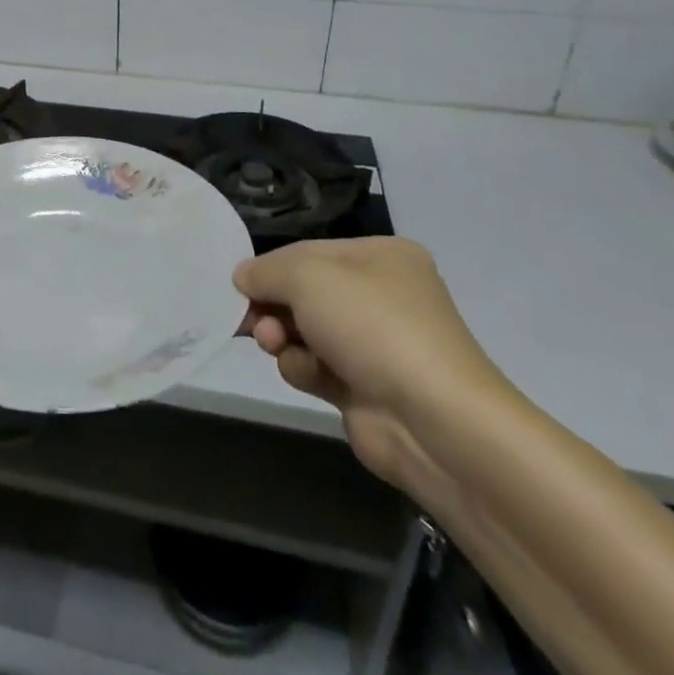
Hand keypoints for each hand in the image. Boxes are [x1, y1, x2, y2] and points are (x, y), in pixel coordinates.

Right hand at [235, 238, 507, 487]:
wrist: (435, 422)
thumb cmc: (372, 326)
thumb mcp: (307, 276)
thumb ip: (265, 270)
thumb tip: (242, 277)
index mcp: (380, 257)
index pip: (307, 252)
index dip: (270, 268)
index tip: (238, 286)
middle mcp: (381, 295)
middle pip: (303, 293)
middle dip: (272, 307)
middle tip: (251, 321)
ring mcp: (375, 344)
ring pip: (304, 331)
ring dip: (282, 338)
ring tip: (276, 346)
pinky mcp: (365, 387)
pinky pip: (316, 367)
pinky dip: (303, 368)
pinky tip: (307, 374)